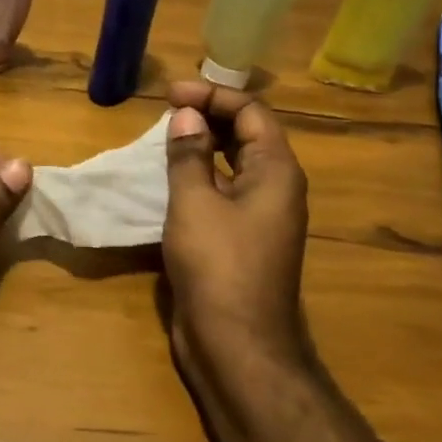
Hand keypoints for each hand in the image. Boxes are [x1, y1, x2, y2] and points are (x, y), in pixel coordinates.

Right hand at [161, 80, 313, 399]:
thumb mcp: (195, 202)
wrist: (237, 347)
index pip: (251, 112)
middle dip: (209, 115)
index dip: (212, 95)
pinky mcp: (241, 240)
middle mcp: (275, 189)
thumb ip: (190, 154)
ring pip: (234, 164)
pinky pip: (223, 192)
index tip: (171, 94)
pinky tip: (169, 178)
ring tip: (164, 136)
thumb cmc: (218, 265)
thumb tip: (186, 115)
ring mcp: (260, 217)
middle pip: (247, 135)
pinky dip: (200, 176)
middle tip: (167, 109)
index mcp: (276, 172)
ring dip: (203, 145)